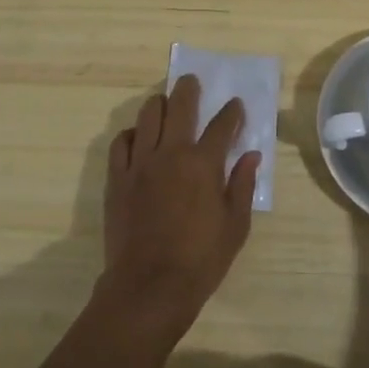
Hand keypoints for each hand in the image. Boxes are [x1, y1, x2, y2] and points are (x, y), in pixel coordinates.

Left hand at [99, 74, 259, 337]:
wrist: (149, 286)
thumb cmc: (201, 260)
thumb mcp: (236, 226)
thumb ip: (243, 185)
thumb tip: (252, 156)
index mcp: (204, 164)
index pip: (222, 125)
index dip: (232, 112)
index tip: (236, 105)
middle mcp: (171, 153)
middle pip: (180, 106)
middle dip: (189, 89)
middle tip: (191, 81)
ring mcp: (140, 163)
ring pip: (147, 116)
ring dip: (159, 104)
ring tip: (164, 103)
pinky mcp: (117, 178)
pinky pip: (121, 142)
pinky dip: (132, 134)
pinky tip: (138, 138)